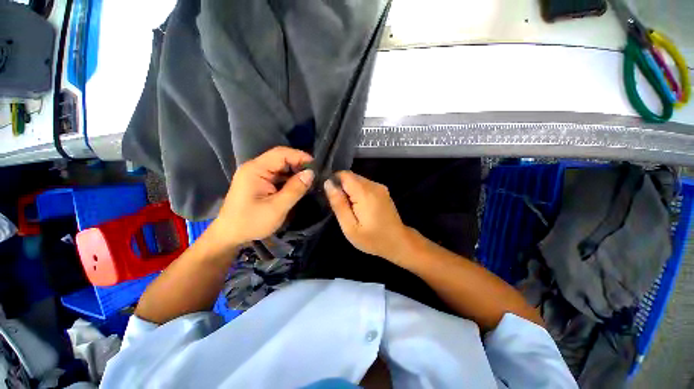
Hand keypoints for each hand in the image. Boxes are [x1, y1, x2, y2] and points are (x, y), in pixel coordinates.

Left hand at [214, 146, 313, 247]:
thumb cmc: (251, 222)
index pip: (281, 154)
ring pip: (280, 166)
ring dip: (295, 172)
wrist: (229, 236)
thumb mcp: (277, 207)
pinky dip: (289, 179)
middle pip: (281, 158)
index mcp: (255, 170)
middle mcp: (255, 168)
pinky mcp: (259, 182)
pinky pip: (277, 175)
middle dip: (299, 164)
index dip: (300, 156)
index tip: (316, 166)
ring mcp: (256, 175)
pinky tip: (298, 186)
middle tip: (315, 175)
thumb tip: (311, 173)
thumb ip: (295, 189)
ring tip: (310, 180)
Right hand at [324, 171, 410, 261]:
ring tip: (351, 210)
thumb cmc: (372, 239)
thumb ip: (338, 204)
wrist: (398, 242)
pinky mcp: (383, 191)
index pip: (344, 175)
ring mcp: (380, 187)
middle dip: (342, 188)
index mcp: (365, 192)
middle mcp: (374, 185)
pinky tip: (360, 208)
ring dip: (350, 191)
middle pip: (351, 177)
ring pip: (357, 180)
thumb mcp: (350, 226)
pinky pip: (365, 185)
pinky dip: (358, 193)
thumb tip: (328, 184)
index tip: (331, 197)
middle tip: (341, 207)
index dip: (334, 182)